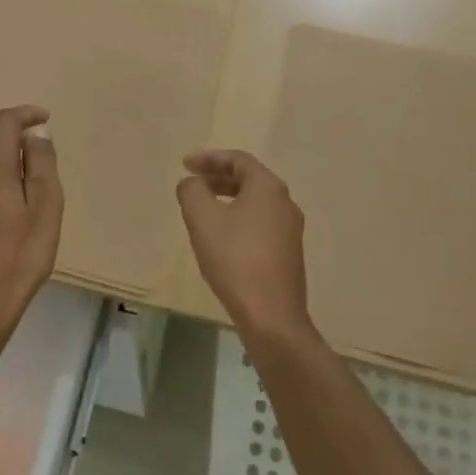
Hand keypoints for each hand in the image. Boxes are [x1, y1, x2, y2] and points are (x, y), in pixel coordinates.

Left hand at [0, 105, 63, 348]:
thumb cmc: (19, 256)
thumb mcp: (46, 208)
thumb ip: (42, 164)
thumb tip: (36, 134)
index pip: (4, 121)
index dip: (25, 114)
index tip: (45, 120)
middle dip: (9, 133)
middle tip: (36, 149)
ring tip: (23, 177)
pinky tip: (2, 202)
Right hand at [176, 150, 311, 341]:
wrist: (271, 316)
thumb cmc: (235, 259)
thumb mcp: (202, 218)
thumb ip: (192, 191)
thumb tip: (192, 184)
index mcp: (268, 188)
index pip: (238, 160)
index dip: (209, 158)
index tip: (185, 164)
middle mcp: (285, 203)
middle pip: (249, 179)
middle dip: (217, 178)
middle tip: (192, 185)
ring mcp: (290, 230)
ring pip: (254, 203)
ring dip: (227, 200)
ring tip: (202, 212)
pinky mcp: (288, 254)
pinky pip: (260, 224)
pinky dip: (238, 220)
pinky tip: (221, 239)